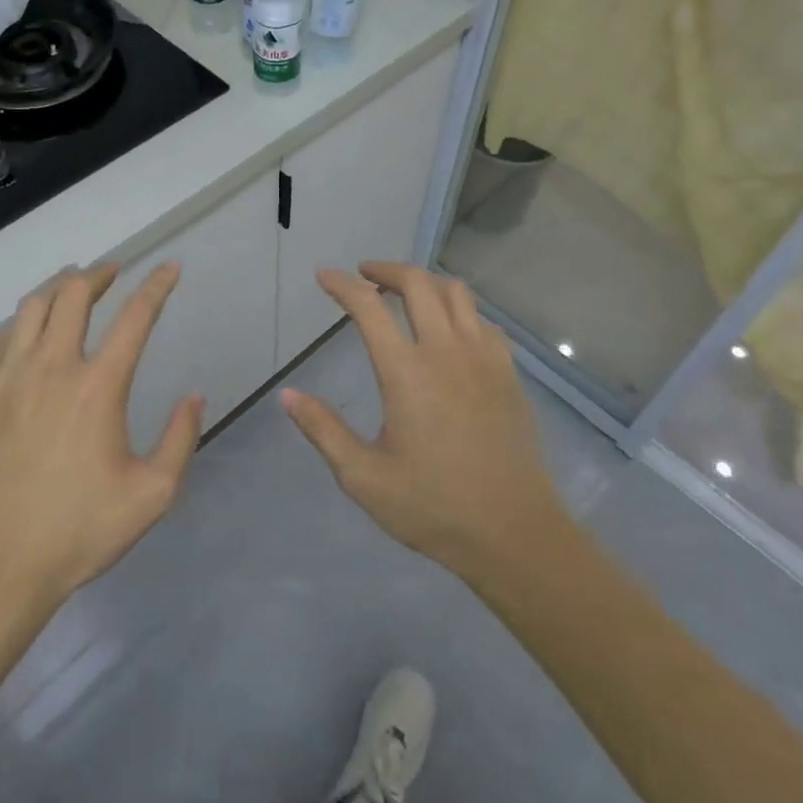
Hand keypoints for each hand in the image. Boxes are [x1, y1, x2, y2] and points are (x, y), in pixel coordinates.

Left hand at [0, 263, 203, 611]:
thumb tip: (194, 397)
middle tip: (112, 273)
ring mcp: (6, 381)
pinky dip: (18, 330)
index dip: (157, 286)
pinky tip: (26, 341)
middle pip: (72, 295)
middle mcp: (51, 368)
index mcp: (98, 386)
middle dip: (97, 274)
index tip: (170, 268)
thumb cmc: (80, 530)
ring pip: (28, 309)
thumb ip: (182, 438)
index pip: (135, 317)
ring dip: (56, 291)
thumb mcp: (153, 493)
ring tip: (70, 291)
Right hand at [282, 262, 570, 583]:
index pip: (368, 307)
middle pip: (417, 284)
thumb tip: (288, 395)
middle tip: (365, 276)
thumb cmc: (433, 507)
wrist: (513, 532)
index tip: (325, 277)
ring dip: (425, 283)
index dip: (342, 285)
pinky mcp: (508, 372)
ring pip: (456, 292)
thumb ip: (324, 430)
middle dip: (386, 269)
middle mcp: (446, 351)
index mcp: (406, 372)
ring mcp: (484, 358)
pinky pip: (483, 320)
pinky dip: (459, 310)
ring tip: (405, 295)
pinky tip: (449, 331)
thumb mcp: (364, 477)